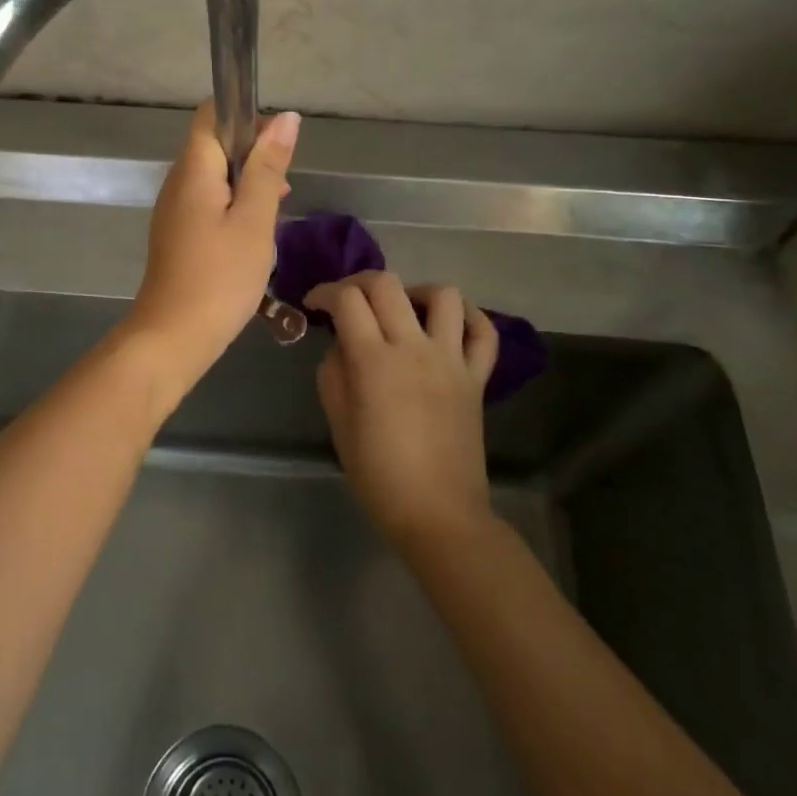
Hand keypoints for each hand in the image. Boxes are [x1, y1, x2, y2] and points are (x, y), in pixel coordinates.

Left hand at [128, 101, 298, 383]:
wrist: (173, 337)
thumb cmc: (220, 277)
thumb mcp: (254, 221)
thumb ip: (268, 168)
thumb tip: (286, 119)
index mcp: (193, 170)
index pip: (212, 116)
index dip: (247, 117)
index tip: (280, 142)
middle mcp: (177, 182)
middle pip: (214, 146)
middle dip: (253, 153)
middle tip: (284, 184)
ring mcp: (174, 210)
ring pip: (214, 177)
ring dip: (247, 183)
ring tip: (277, 208)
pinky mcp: (177, 234)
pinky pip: (208, 203)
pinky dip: (234, 206)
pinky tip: (256, 232)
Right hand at [305, 271, 499, 548]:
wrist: (437, 513)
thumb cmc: (378, 474)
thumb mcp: (339, 423)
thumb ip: (333, 374)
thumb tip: (342, 345)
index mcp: (373, 362)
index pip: (346, 300)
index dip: (324, 292)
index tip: (313, 305)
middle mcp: (413, 348)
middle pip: (386, 284)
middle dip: (358, 281)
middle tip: (346, 302)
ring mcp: (451, 360)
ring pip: (443, 295)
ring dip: (415, 291)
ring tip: (401, 310)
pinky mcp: (477, 377)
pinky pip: (483, 332)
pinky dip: (468, 317)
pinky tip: (447, 324)